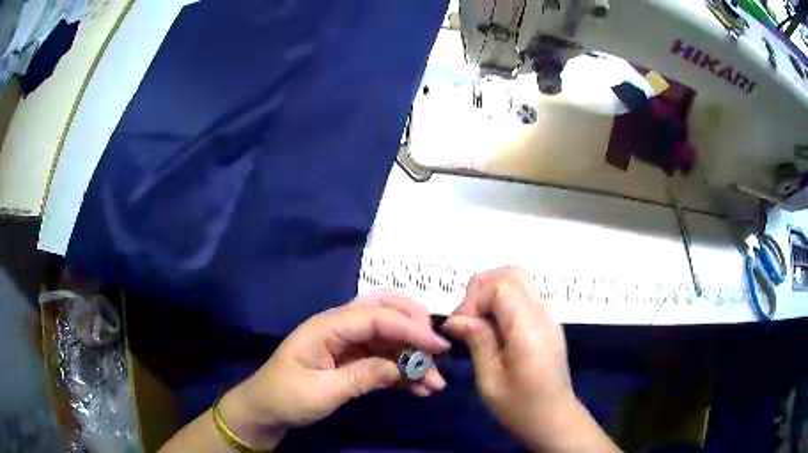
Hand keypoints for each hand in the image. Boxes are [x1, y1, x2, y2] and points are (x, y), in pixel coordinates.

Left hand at [222, 293, 450, 448]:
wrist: (266, 410)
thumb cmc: (286, 397)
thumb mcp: (322, 391)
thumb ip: (362, 376)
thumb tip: (402, 368)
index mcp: (327, 326)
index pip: (376, 316)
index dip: (410, 328)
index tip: (439, 347)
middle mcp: (340, 327)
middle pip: (385, 312)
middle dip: (415, 329)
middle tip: (437, 354)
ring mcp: (347, 343)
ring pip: (390, 337)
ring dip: (414, 356)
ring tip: (435, 383)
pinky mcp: (352, 360)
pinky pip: (384, 358)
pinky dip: (404, 371)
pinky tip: (420, 388)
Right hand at [445, 267, 617, 451]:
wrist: (554, 419)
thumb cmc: (520, 407)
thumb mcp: (490, 380)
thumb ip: (477, 341)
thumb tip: (456, 319)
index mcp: (528, 330)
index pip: (501, 286)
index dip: (474, 299)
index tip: (459, 326)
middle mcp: (542, 315)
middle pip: (512, 274)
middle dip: (482, 287)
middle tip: (467, 318)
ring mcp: (548, 317)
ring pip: (518, 281)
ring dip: (491, 293)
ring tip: (476, 323)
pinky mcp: (546, 323)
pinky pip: (523, 297)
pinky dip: (502, 302)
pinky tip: (492, 329)